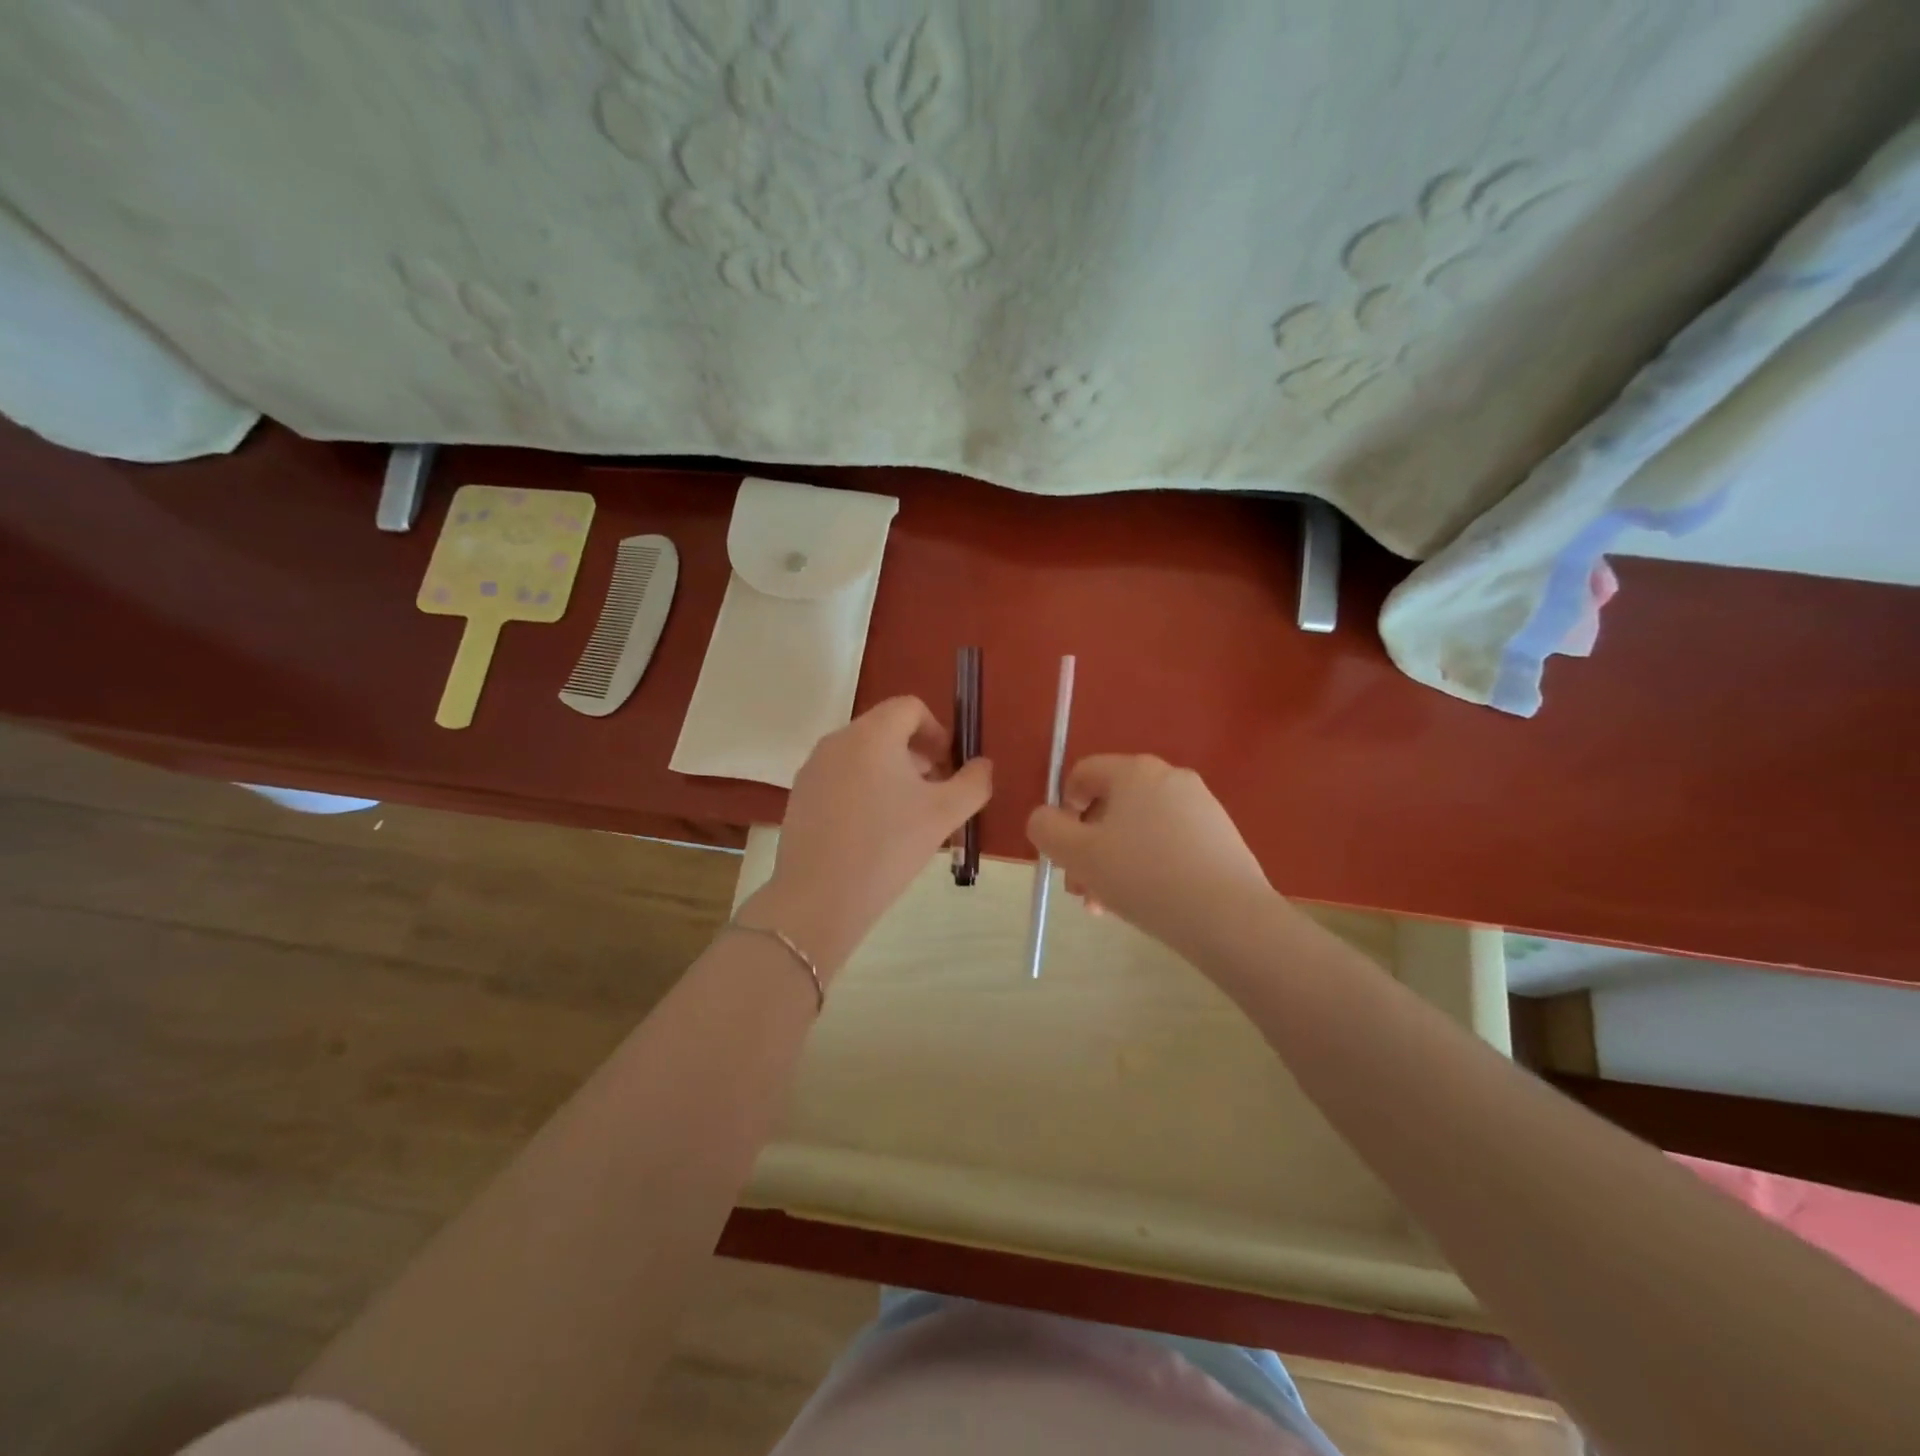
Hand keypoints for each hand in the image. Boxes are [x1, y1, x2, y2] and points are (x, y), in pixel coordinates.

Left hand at [744, 697, 992, 978]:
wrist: (819, 898)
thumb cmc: (888, 847)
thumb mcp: (944, 815)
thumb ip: (973, 783)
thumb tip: (982, 765)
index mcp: (872, 734)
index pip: (910, 708)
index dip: (937, 731)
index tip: (950, 765)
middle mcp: (837, 740)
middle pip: (885, 730)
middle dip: (917, 754)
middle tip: (936, 793)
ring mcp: (813, 768)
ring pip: (862, 756)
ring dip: (891, 773)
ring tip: (907, 816)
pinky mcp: (800, 796)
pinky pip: (841, 778)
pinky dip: (864, 790)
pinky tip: (874, 832)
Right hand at [1026, 755, 1273, 960]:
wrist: (1229, 917)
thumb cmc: (1144, 877)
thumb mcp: (1078, 855)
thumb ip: (1046, 829)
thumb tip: (1045, 819)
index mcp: (1134, 771)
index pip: (1082, 774)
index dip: (1062, 810)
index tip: (1063, 851)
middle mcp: (1169, 777)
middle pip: (1110, 805)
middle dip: (1087, 847)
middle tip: (1081, 890)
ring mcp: (1200, 805)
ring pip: (1138, 829)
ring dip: (1113, 862)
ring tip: (1108, 907)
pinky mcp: (1220, 835)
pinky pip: (1168, 842)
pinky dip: (1148, 866)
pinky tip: (1147, 903)